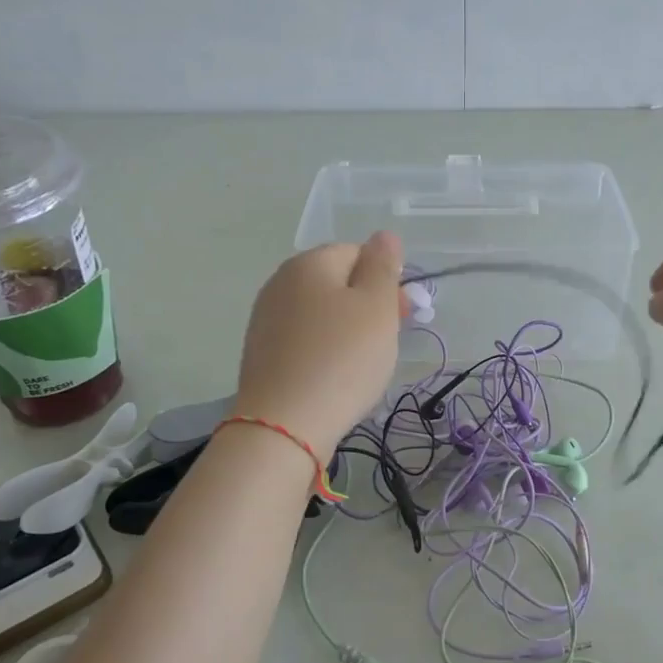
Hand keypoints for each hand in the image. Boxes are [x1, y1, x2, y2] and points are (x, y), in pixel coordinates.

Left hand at [233, 231, 403, 450]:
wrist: (285, 425)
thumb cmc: (342, 359)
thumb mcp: (377, 307)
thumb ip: (383, 266)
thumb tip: (383, 236)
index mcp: (309, 263)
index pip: (357, 253)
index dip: (384, 281)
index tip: (400, 315)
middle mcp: (280, 283)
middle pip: (337, 283)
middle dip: (367, 307)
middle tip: (386, 343)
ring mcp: (266, 320)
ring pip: (321, 315)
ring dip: (347, 332)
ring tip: (362, 366)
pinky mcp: (261, 354)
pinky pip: (304, 342)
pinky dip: (324, 353)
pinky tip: (334, 379)